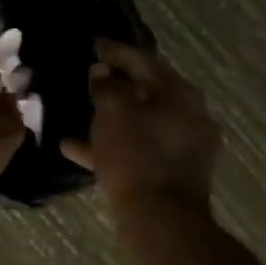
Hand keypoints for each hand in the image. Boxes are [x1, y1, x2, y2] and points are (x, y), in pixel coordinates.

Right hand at [62, 41, 219, 208]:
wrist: (161, 220)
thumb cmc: (136, 156)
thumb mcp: (112, 113)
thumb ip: (105, 86)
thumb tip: (102, 71)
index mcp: (180, 93)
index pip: (143, 61)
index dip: (115, 51)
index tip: (94, 44)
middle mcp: (190, 115)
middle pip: (146, 91)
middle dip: (115, 84)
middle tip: (90, 75)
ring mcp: (184, 146)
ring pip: (140, 121)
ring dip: (111, 116)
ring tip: (79, 111)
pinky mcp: (173, 172)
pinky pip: (138, 148)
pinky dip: (112, 144)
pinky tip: (76, 147)